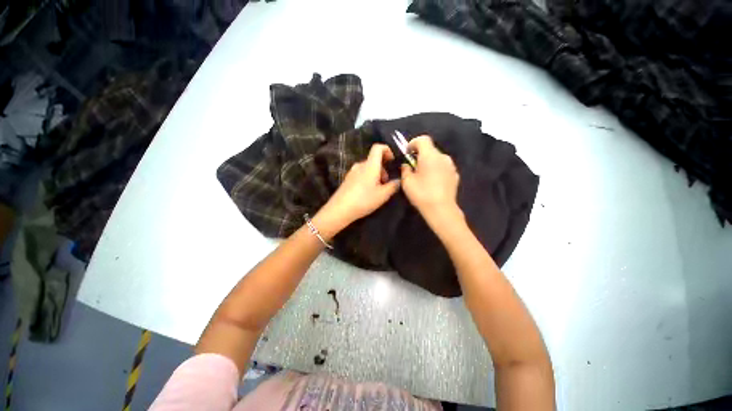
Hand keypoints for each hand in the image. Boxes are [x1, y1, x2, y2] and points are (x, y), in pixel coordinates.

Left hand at [313, 144, 399, 238]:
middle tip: (387, 182)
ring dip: (376, 175)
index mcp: (370, 165)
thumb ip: (393, 186)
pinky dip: (368, 178)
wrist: (340, 209)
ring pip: (367, 168)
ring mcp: (352, 172)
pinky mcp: (348, 179)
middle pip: (374, 160)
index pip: (378, 148)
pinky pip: (361, 174)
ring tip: (378, 189)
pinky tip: (368, 192)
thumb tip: (398, 181)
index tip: (392, 160)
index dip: (387, 150)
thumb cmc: (364, 200)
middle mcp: (360, 165)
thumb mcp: (383, 195)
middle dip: (383, 168)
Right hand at [401, 135, 462, 225]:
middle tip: (413, 167)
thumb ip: (405, 169)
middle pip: (430, 149)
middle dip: (420, 155)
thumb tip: (407, 165)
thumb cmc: (421, 193)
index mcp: (430, 155)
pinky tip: (433, 182)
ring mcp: (451, 166)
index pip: (423, 139)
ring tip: (423, 176)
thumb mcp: (407, 181)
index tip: (408, 153)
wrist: (441, 209)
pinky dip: (437, 169)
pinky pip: (443, 167)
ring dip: (429, 162)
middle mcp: (443, 157)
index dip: (413, 143)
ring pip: (437, 158)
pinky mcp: (455, 175)